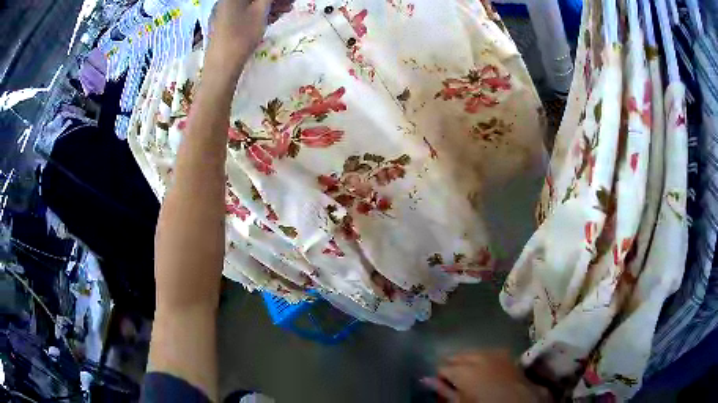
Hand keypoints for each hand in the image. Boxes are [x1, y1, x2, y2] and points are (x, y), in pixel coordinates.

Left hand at [208, 0, 294, 73]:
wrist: (221, 66)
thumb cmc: (241, 36)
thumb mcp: (260, 12)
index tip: (288, 0)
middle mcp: (226, 2)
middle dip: (273, 0)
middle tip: (290, 4)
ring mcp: (223, 13)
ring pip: (250, 5)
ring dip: (268, 6)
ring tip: (285, 11)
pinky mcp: (224, 24)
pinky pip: (244, 13)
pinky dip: (258, 13)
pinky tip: (272, 18)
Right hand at [422, 350, 550, 402]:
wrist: (519, 401)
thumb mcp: (460, 402)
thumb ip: (443, 390)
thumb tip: (425, 380)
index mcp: (463, 370)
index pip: (441, 367)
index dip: (439, 377)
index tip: (442, 386)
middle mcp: (477, 356)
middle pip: (456, 356)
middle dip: (452, 366)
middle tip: (453, 382)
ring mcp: (493, 352)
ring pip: (471, 352)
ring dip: (466, 361)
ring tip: (468, 375)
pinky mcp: (505, 353)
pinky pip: (486, 352)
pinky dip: (481, 358)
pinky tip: (484, 369)